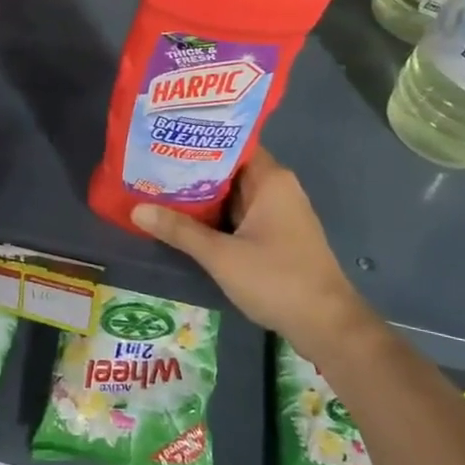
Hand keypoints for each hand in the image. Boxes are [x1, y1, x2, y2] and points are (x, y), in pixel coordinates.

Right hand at [132, 148, 373, 361]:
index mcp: (270, 179)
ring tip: (158, 188)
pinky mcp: (277, 235)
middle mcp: (277, 188)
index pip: (230, 143)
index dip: (198, 140)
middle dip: (192, 169)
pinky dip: (216, 215)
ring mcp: (279, 213)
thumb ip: (179, 230)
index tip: (164, 139)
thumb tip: (137, 209)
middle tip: (150, 165)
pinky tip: (185, 220)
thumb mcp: (221, 256)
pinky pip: (240, 214)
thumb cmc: (277, 279)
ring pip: (233, 194)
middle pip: (229, 168)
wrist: (327, 325)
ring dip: (202, 195)